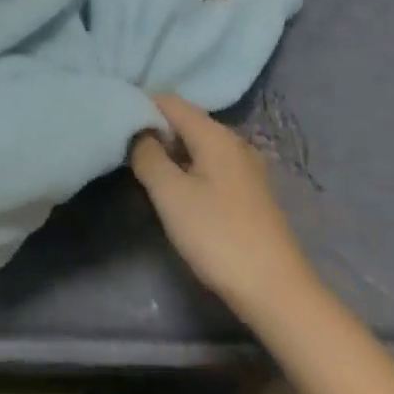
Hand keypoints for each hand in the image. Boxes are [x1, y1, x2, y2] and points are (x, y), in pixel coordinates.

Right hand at [130, 95, 314, 325]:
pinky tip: (179, 192)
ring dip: (172, 153)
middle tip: (126, 149)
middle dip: (156, 131)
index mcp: (215, 134)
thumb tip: (139, 133)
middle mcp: (235, 142)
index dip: (141, 107)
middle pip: (186, 121)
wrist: (277, 293)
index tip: (116, 124)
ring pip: (199, 145)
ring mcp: (247, 168)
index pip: (170, 101)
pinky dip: (190, 169)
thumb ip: (148, 156)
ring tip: (147, 170)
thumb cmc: (218, 236)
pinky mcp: (252, 194)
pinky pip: (212, 165)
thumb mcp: (170, 195)